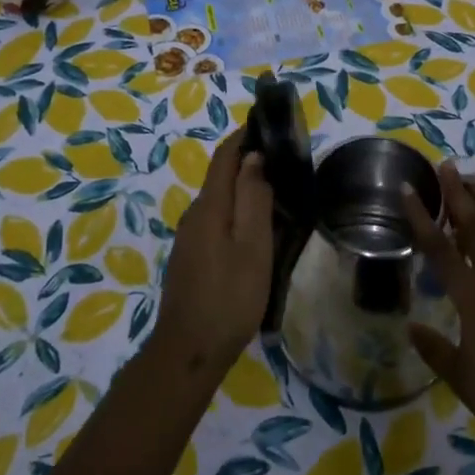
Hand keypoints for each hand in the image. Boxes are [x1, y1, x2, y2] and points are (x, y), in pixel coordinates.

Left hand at [152, 127, 274, 375]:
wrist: (189, 351)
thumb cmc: (229, 296)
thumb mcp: (252, 246)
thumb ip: (253, 198)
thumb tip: (252, 157)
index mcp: (209, 207)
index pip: (224, 157)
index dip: (242, 136)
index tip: (266, 123)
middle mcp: (194, 215)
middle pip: (221, 177)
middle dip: (248, 163)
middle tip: (284, 162)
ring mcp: (189, 239)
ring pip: (220, 202)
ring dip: (245, 191)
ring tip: (279, 195)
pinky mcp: (191, 259)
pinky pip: (217, 222)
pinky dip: (238, 214)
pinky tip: (257, 232)